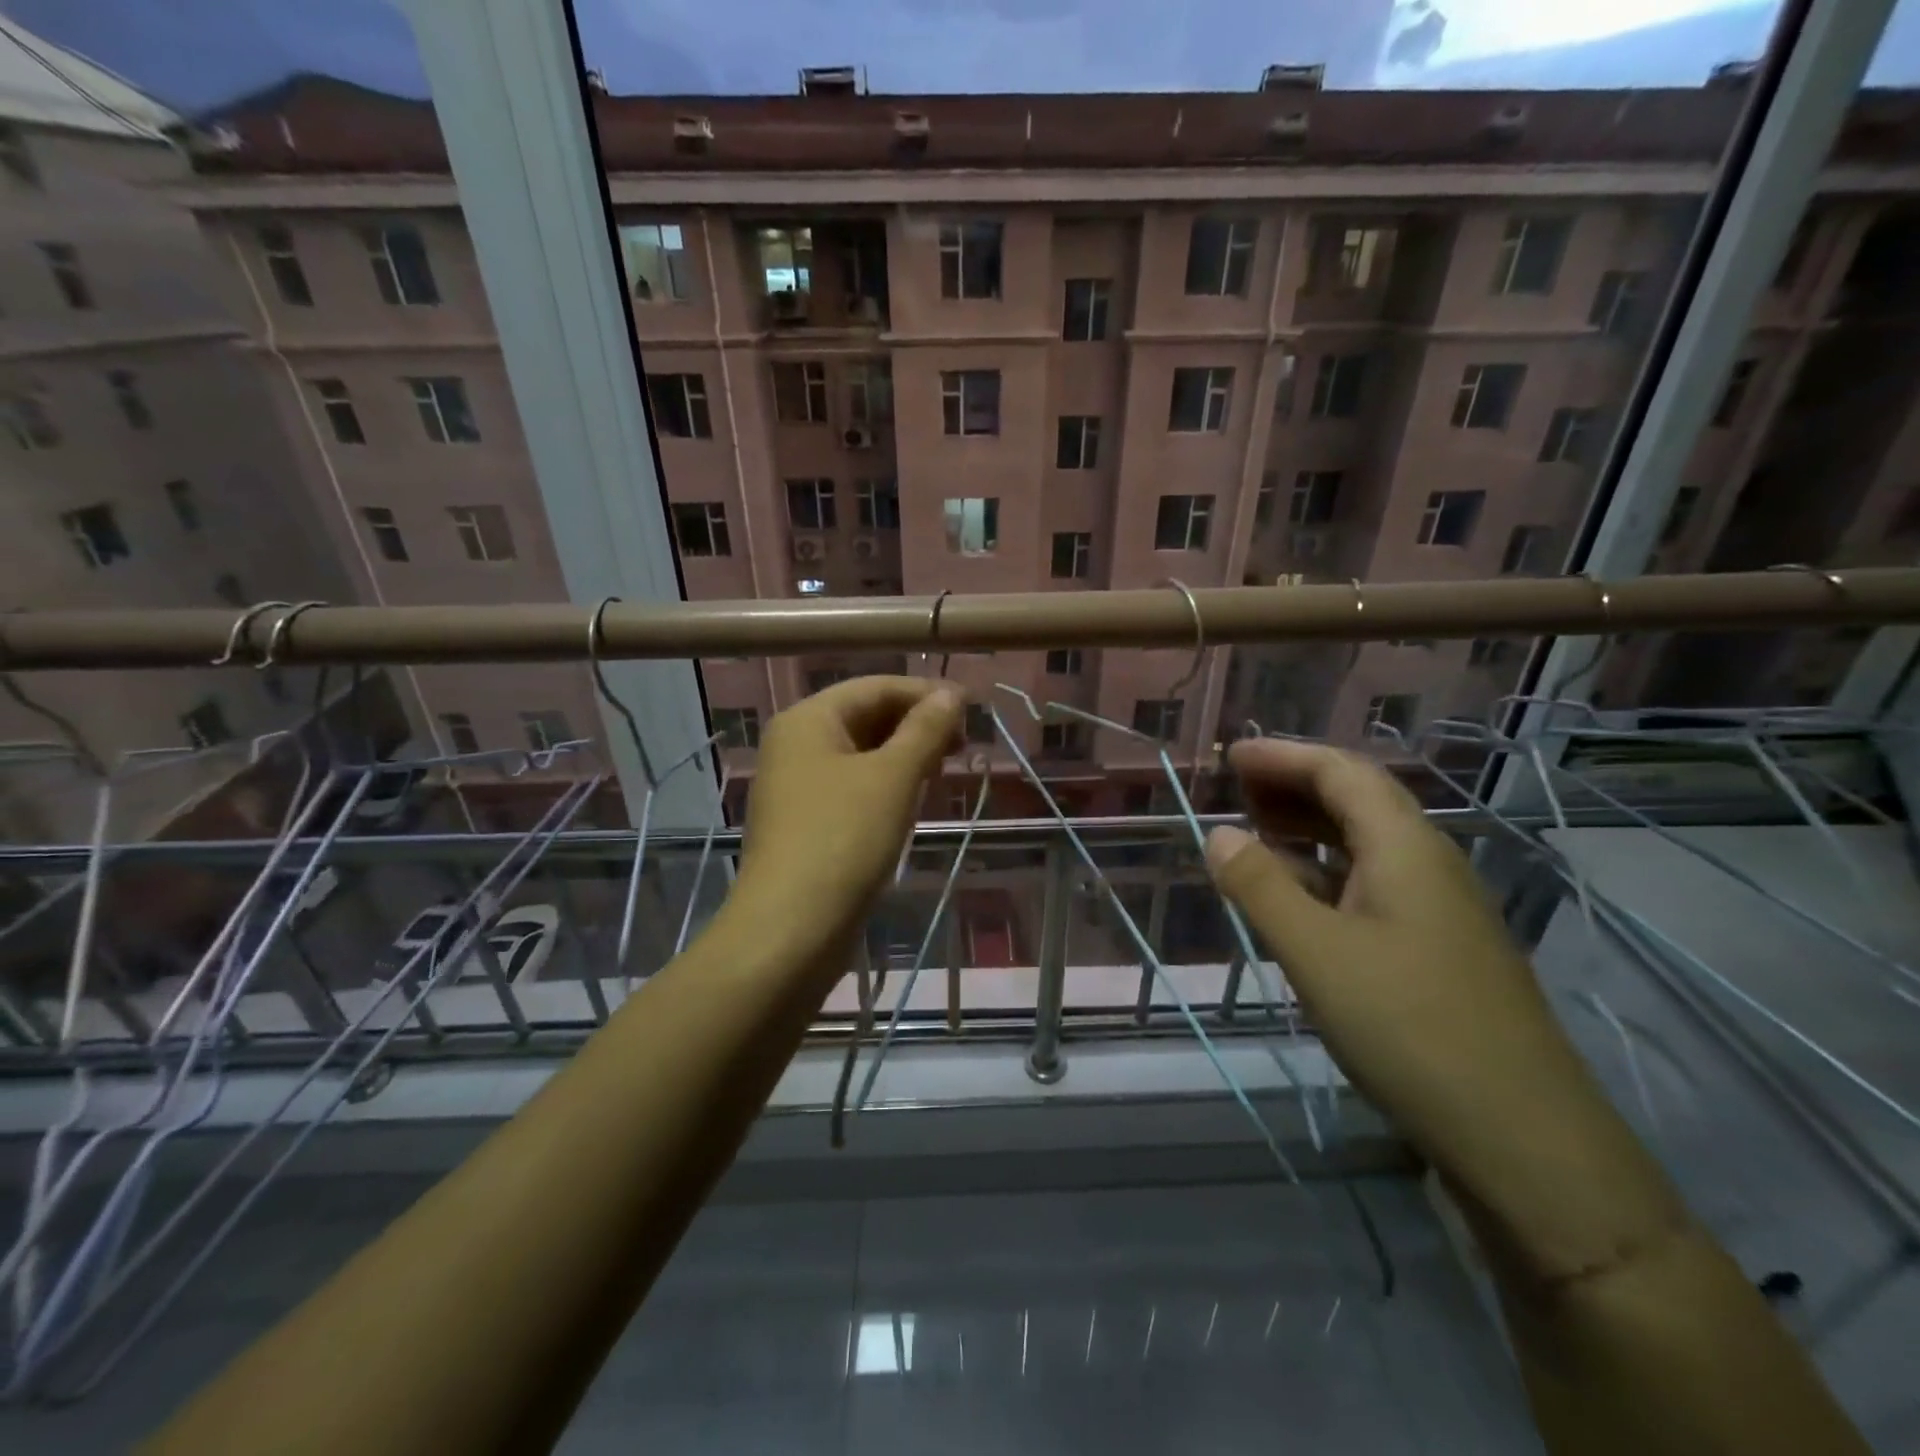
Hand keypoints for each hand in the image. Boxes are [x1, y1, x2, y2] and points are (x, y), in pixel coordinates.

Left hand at [733, 676, 962, 947]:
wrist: (792, 928)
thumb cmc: (844, 839)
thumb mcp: (893, 777)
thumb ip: (925, 730)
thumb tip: (951, 695)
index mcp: (807, 720)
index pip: (875, 687)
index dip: (926, 694)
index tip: (973, 711)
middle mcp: (795, 745)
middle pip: (865, 717)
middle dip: (916, 725)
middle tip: (964, 746)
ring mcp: (797, 786)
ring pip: (860, 755)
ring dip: (904, 756)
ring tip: (945, 771)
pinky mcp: (805, 823)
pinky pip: (852, 787)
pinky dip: (885, 785)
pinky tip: (914, 800)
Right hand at [1205, 737, 1682, 1281]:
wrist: (1525, 1141)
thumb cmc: (1410, 1029)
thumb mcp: (1316, 953)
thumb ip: (1261, 887)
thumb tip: (1218, 833)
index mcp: (1406, 848)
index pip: (1342, 772)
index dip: (1283, 756)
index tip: (1230, 755)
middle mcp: (1428, 865)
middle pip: (1357, 801)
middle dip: (1293, 785)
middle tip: (1234, 789)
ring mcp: (1439, 910)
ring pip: (1364, 846)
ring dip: (1307, 829)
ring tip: (1254, 834)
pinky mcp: (1437, 950)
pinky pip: (1370, 886)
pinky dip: (1324, 874)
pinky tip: (1296, 899)